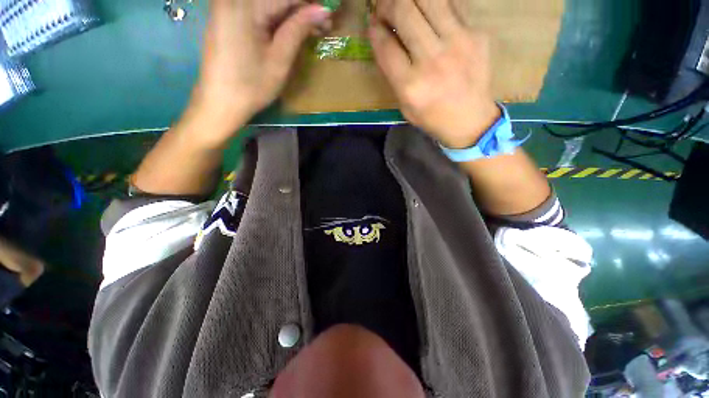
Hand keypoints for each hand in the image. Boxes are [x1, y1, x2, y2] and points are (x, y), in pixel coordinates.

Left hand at [189, 0, 331, 145]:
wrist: (220, 102)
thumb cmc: (252, 85)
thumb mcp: (280, 59)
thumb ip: (298, 30)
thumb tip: (322, 10)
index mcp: (247, 6)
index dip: (310, 4)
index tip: (329, 14)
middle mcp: (234, 0)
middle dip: (301, 9)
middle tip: (322, 24)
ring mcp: (227, 7)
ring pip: (267, 4)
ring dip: (290, 15)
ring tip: (310, 30)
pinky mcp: (226, 17)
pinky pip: (257, 11)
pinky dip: (276, 19)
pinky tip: (290, 30)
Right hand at [369, 0, 499, 148]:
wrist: (470, 120)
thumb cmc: (432, 117)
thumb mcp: (404, 105)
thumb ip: (393, 74)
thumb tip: (383, 38)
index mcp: (411, 86)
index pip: (385, 45)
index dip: (374, 29)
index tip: (372, 24)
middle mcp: (432, 61)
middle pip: (404, 12)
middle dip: (387, 4)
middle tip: (384, 9)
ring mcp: (458, 43)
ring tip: (404, 5)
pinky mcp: (476, 34)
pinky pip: (451, 4)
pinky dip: (434, 4)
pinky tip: (427, 12)